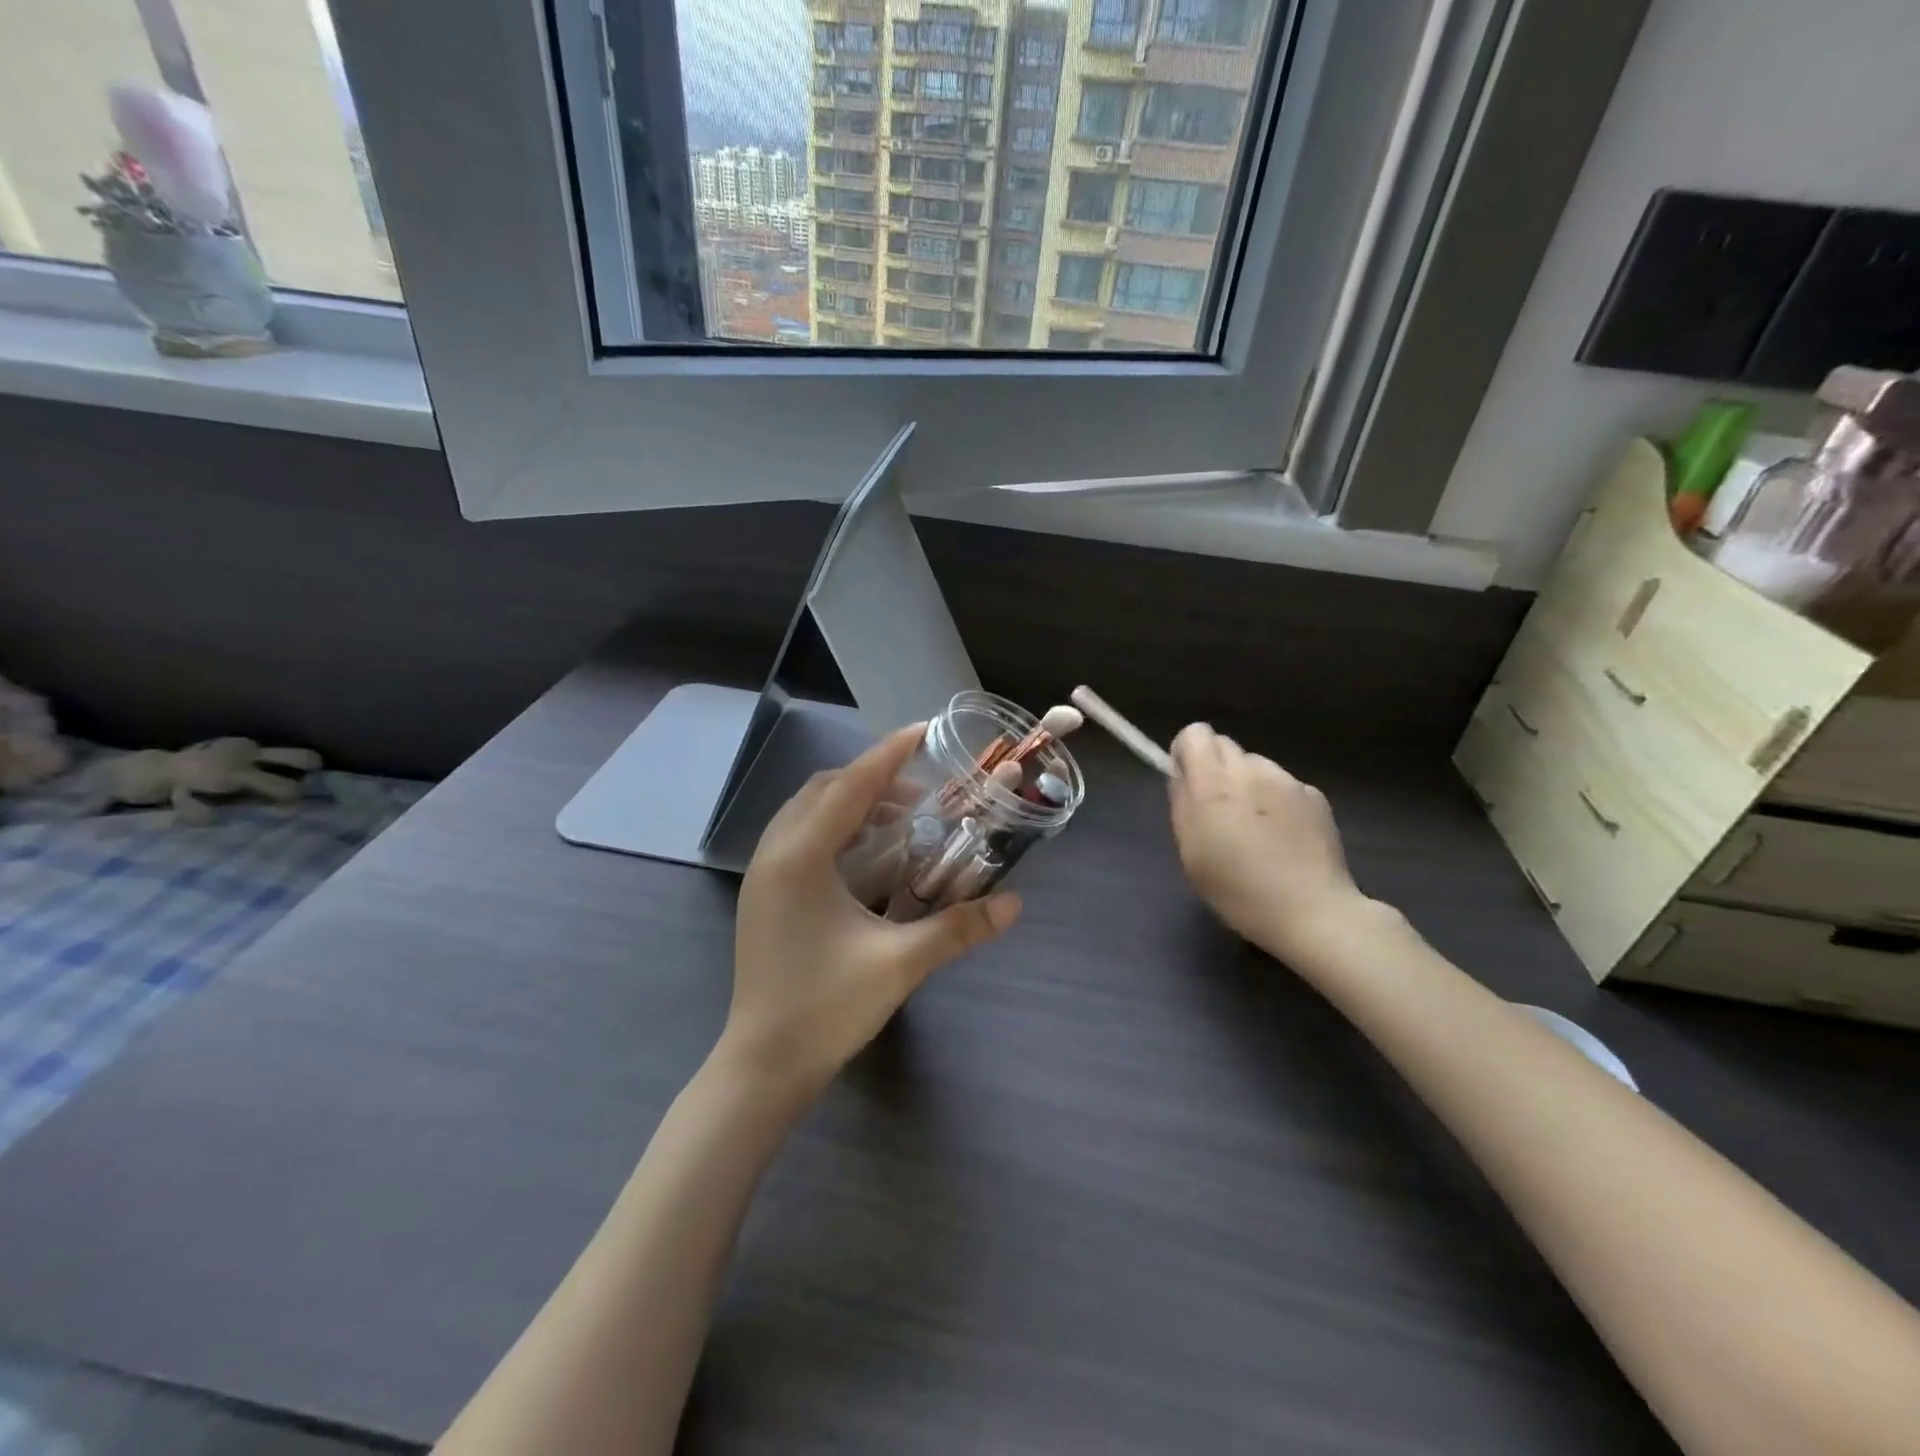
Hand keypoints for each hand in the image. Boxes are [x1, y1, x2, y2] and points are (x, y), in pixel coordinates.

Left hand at [723, 724, 1020, 1103]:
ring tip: (900, 819)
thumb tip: (1015, 904)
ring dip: (851, 802)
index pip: (850, 787)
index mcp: (800, 858)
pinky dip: (834, 827)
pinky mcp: (763, 895)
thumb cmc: (825, 1009)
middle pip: (823, 790)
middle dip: (872, 778)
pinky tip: (867, 855)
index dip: (889, 755)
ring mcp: (762, 875)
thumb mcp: (899, 965)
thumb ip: (958, 928)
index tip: (923, 730)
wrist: (763, 1065)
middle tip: (921, 791)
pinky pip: (798, 837)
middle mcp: (774, 854)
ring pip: (807, 812)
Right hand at [1168, 723, 1370, 960]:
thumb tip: (1181, 774)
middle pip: (1225, 745)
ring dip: (1248, 784)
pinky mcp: (1315, 795)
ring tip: (1256, 828)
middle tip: (1219, 810)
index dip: (1187, 753)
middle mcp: (1250, 771)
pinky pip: (1284, 784)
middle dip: (1216, 768)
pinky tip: (1284, 837)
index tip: (1187, 781)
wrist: (1312, 912)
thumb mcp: (1191, 853)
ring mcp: (1287, 780)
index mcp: (1213, 785)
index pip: (1195, 733)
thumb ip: (1182, 804)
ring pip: (1255, 765)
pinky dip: (1277, 801)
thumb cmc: (1238, 890)